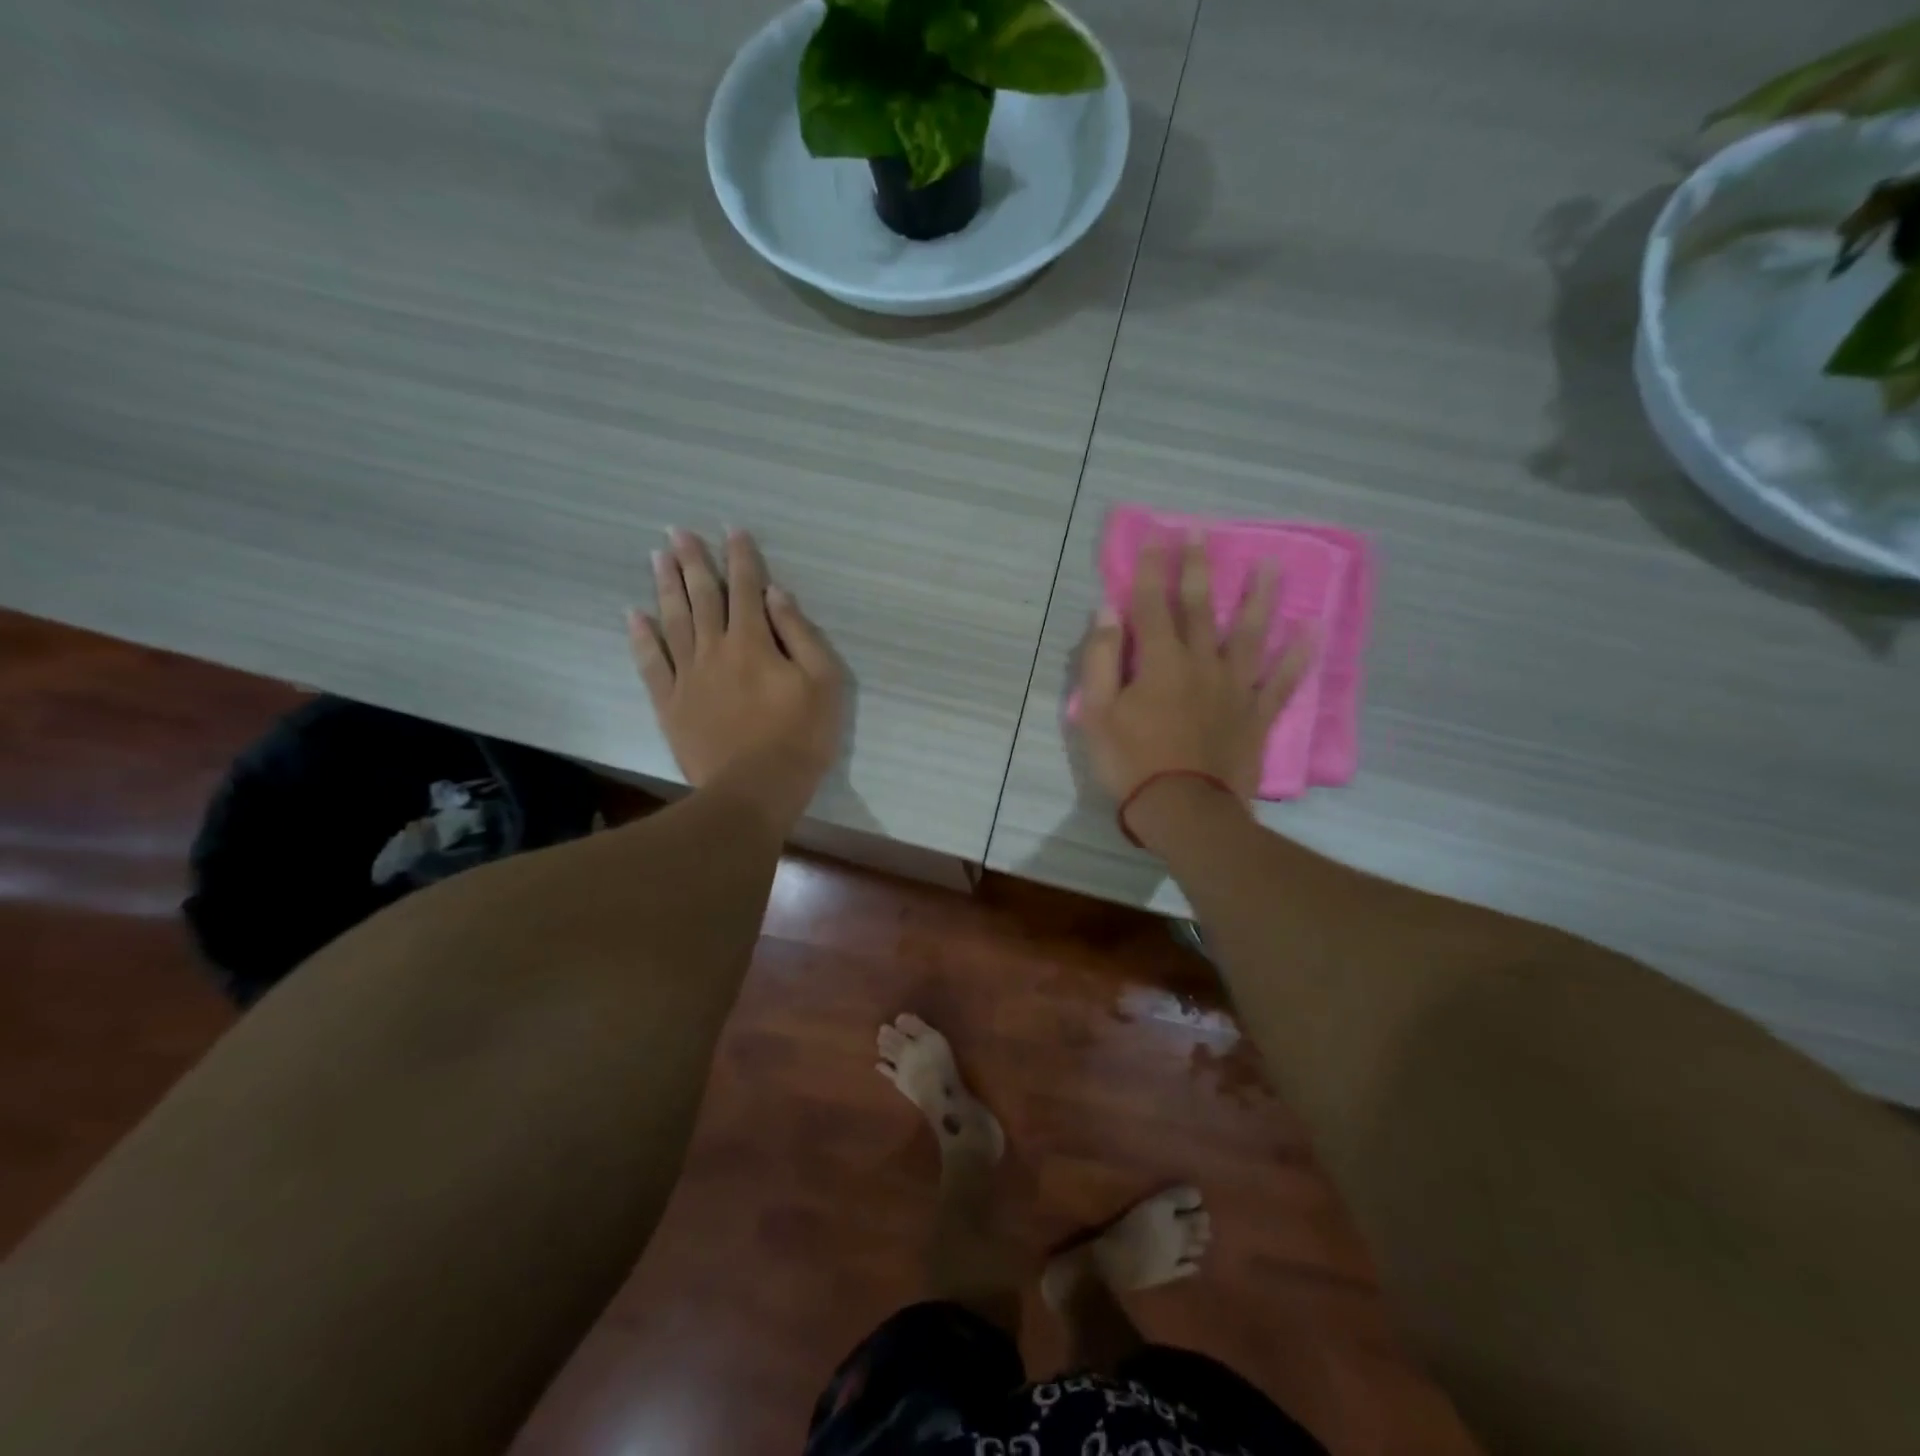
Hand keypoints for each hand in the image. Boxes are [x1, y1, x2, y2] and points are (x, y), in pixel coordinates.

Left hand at [629, 528, 845, 829]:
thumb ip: (800, 635)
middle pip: (702, 596)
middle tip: (678, 531)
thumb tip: (776, 595)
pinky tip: (634, 615)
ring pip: (673, 620)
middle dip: (692, 561)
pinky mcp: (671, 703)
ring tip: (657, 557)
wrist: (755, 790)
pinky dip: (642, 637)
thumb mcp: (823, 683)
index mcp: (754, 642)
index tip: (732, 530)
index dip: (741, 558)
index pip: (747, 588)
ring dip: (665, 586)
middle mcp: (715, 649)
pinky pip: (651, 663)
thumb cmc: (801, 737)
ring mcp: (688, 676)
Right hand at [1077, 535, 1313, 810]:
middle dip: (1198, 567)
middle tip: (1203, 532)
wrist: (1184, 811)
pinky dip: (1299, 655)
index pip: (1151, 604)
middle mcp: (1201, 663)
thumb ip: (1100, 658)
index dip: (1150, 567)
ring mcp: (1235, 688)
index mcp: (1160, 662)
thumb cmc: (1132, 762)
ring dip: (1258, 597)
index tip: (1154, 534)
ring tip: (1271, 565)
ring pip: (1250, 633)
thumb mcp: (1097, 713)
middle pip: (1199, 608)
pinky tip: (1312, 629)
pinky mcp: (1257, 715)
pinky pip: (1283, 680)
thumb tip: (1106, 610)